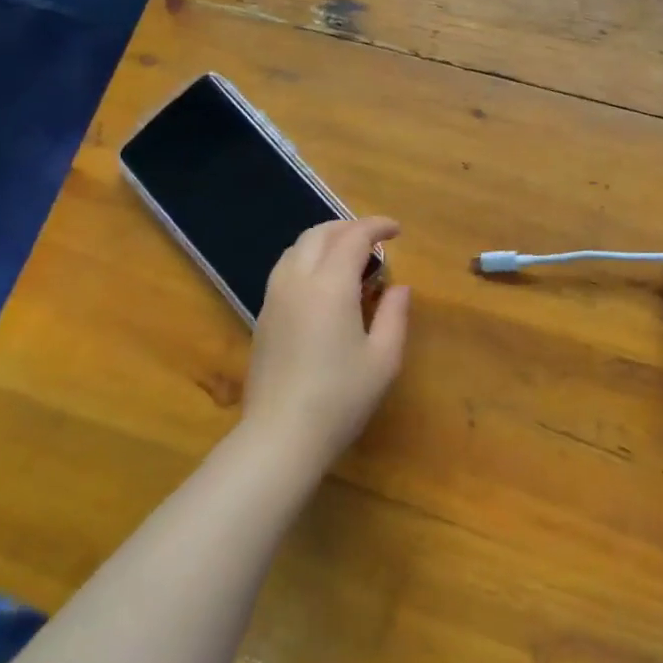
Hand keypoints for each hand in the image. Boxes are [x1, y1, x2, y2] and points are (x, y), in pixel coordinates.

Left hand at [242, 217, 410, 470]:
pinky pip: (284, 270)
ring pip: (296, 249)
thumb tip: (399, 288)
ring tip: (348, 258)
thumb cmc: (341, 397)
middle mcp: (297, 281)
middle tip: (374, 240)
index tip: (396, 230)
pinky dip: (307, 261)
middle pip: (319, 234)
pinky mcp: (262, 317)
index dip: (377, 226)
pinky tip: (323, 285)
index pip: (354, 237)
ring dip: (324, 241)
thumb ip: (394, 315)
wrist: (280, 435)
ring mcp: (274, 298)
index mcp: (330, 285)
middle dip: (348, 227)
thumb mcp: (383, 358)